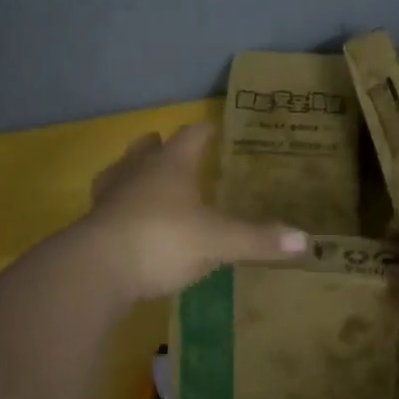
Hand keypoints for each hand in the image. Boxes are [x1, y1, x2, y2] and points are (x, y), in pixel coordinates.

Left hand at [81, 124, 308, 300]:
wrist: (95, 270)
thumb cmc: (162, 240)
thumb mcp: (218, 242)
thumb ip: (258, 240)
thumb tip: (307, 241)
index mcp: (170, 166)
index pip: (190, 136)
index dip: (203, 131)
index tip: (213, 128)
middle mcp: (137, 173)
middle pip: (147, 149)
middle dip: (160, 147)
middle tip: (172, 150)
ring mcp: (109, 199)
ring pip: (120, 174)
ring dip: (133, 174)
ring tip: (144, 181)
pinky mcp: (91, 228)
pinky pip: (108, 209)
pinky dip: (120, 210)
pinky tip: (128, 224)